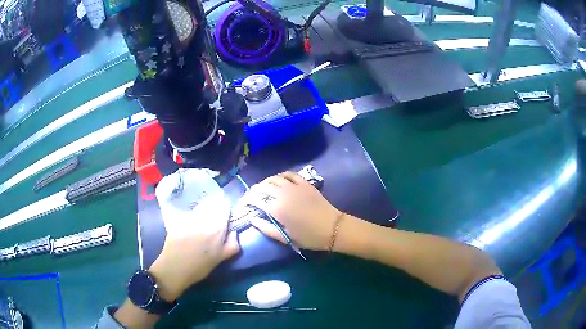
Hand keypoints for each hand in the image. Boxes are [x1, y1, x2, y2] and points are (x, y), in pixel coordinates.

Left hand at [149, 169, 239, 301]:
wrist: (174, 268)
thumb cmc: (200, 268)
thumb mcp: (220, 259)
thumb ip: (231, 245)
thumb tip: (234, 233)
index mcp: (217, 229)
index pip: (224, 209)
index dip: (225, 208)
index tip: (226, 211)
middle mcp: (204, 220)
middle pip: (212, 206)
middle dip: (214, 208)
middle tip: (215, 214)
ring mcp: (189, 219)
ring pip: (200, 209)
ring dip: (203, 210)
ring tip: (202, 217)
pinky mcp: (177, 221)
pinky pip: (188, 214)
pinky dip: (191, 215)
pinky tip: (190, 223)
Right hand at [235, 172, 339, 250]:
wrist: (333, 228)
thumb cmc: (309, 237)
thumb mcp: (286, 237)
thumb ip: (266, 228)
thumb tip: (252, 219)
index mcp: (277, 208)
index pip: (255, 199)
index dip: (245, 201)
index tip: (242, 204)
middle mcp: (283, 193)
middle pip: (261, 187)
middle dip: (252, 192)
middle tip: (250, 198)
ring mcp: (294, 186)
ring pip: (273, 179)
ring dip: (264, 183)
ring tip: (261, 190)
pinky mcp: (304, 183)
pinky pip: (288, 174)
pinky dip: (279, 176)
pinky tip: (277, 181)